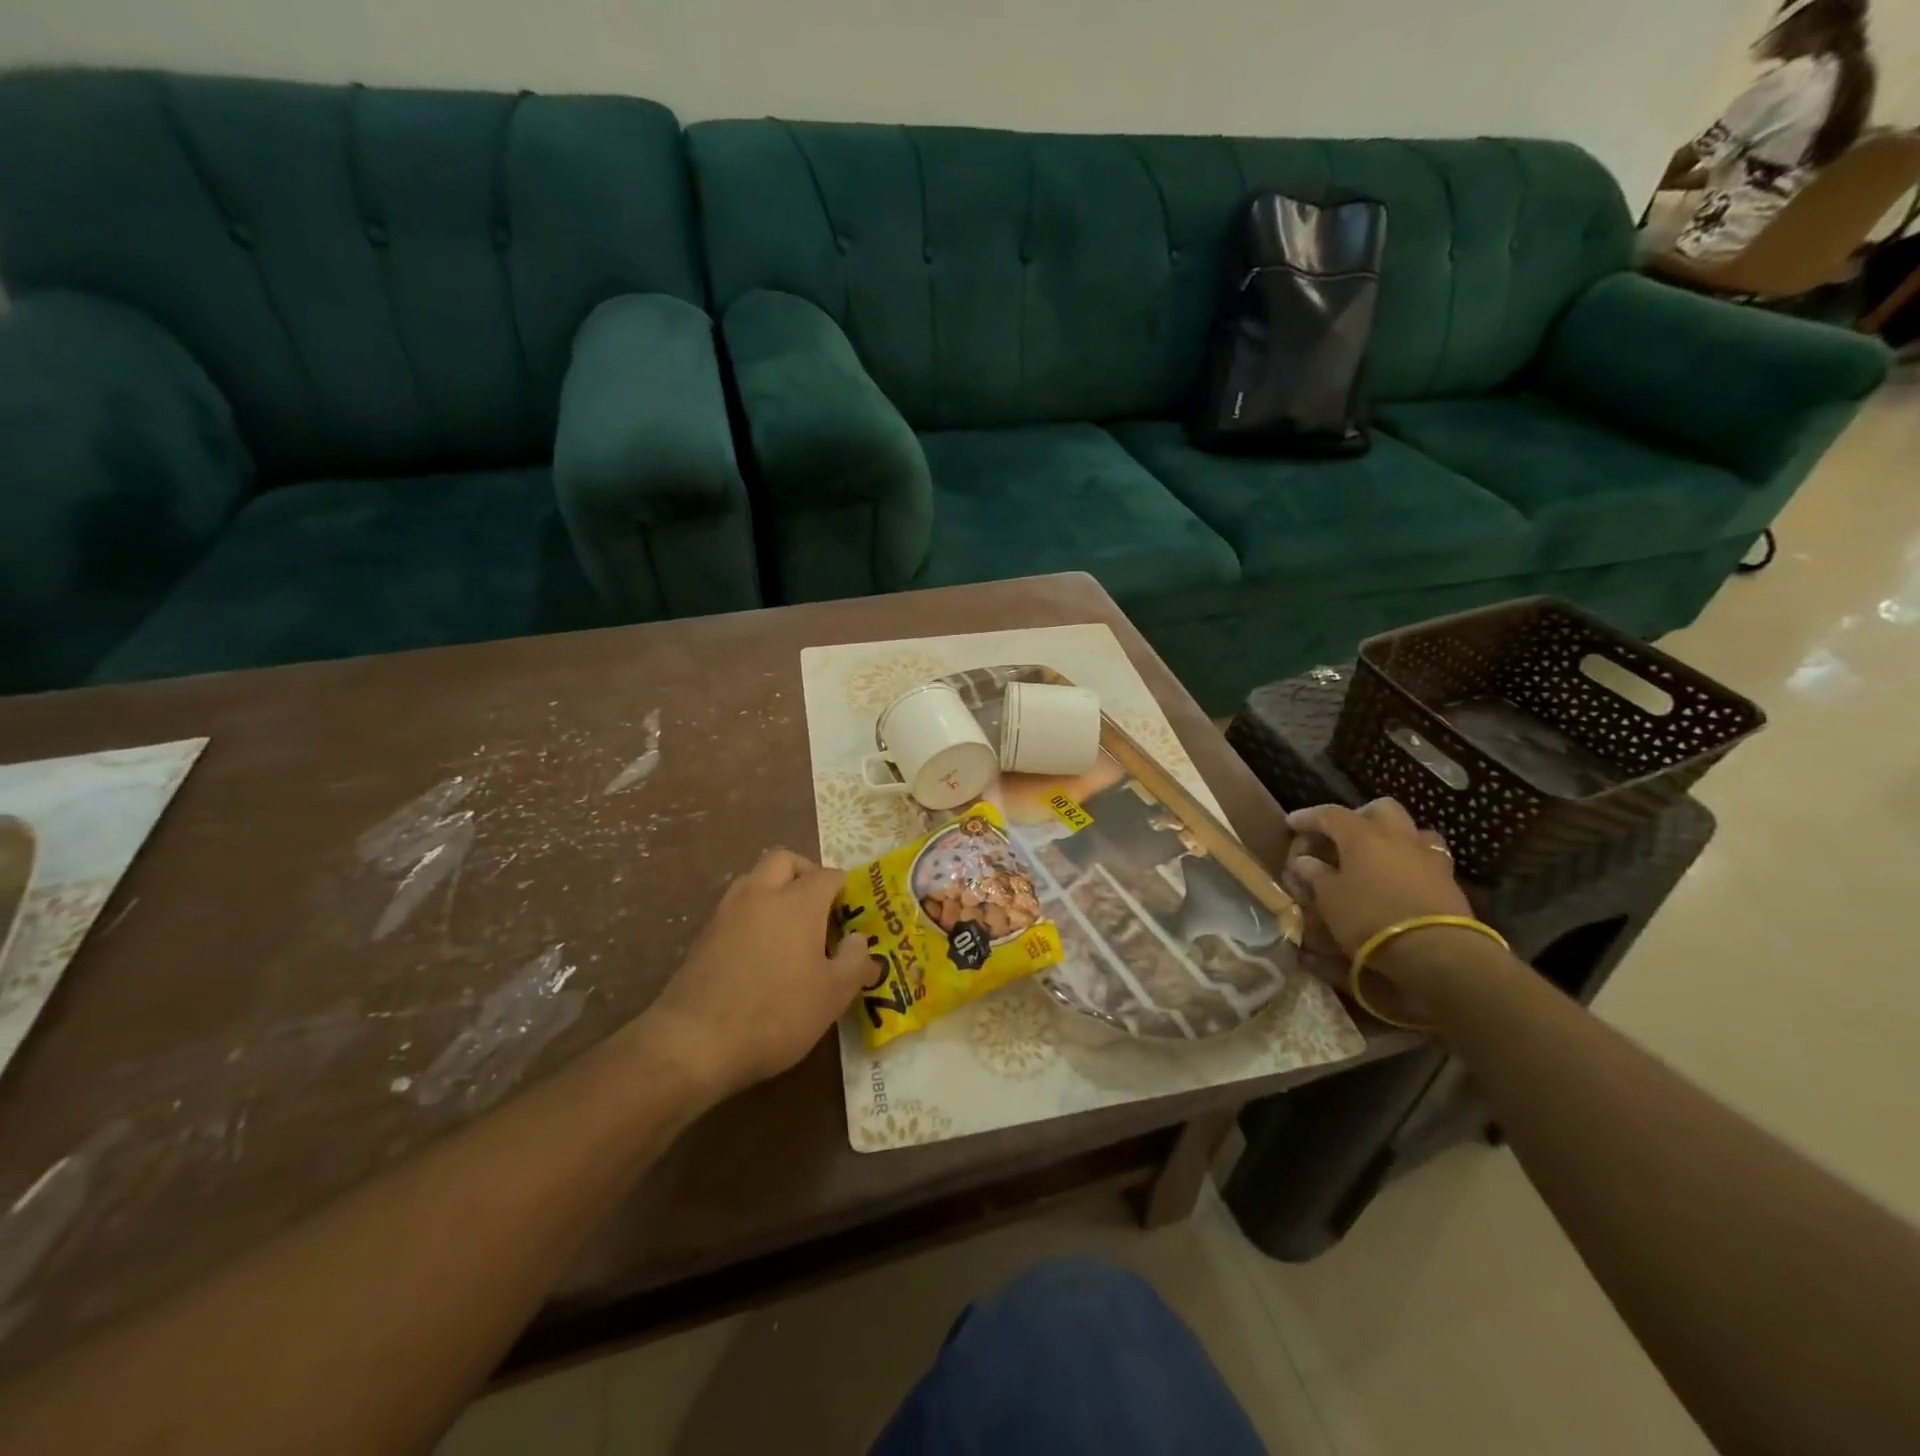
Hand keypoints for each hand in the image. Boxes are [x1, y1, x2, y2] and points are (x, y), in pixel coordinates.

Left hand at [634, 848, 869, 1102]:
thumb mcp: (832, 996)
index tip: (851, 912)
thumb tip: (858, 940)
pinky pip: (735, 908)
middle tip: (818, 905)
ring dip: (774, 889)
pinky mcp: (703, 935)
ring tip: (789, 927)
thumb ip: (855, 962)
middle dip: (804, 872)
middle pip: (784, 860)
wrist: (694, 1042)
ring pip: (754, 879)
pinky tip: (759, 952)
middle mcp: (761, 894)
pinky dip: (752, 914)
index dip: (844, 888)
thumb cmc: (776, 1013)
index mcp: (798, 902)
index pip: (827, 875)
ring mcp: (727, 912)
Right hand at [1281, 799, 1470, 958]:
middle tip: (1342, 834)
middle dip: (1359, 816)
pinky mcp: (1448, 880)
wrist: (1436, 951)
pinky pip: (1427, 857)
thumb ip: (1315, 874)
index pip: (1329, 814)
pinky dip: (1410, 860)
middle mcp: (1398, 836)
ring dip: (1392, 836)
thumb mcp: (1329, 898)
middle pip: (1380, 808)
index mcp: (1363, 835)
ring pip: (1411, 830)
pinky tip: (1400, 876)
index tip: (1291, 824)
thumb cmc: (1370, 917)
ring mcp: (1428, 856)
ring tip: (1377, 854)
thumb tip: (1305, 861)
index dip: (1308, 817)